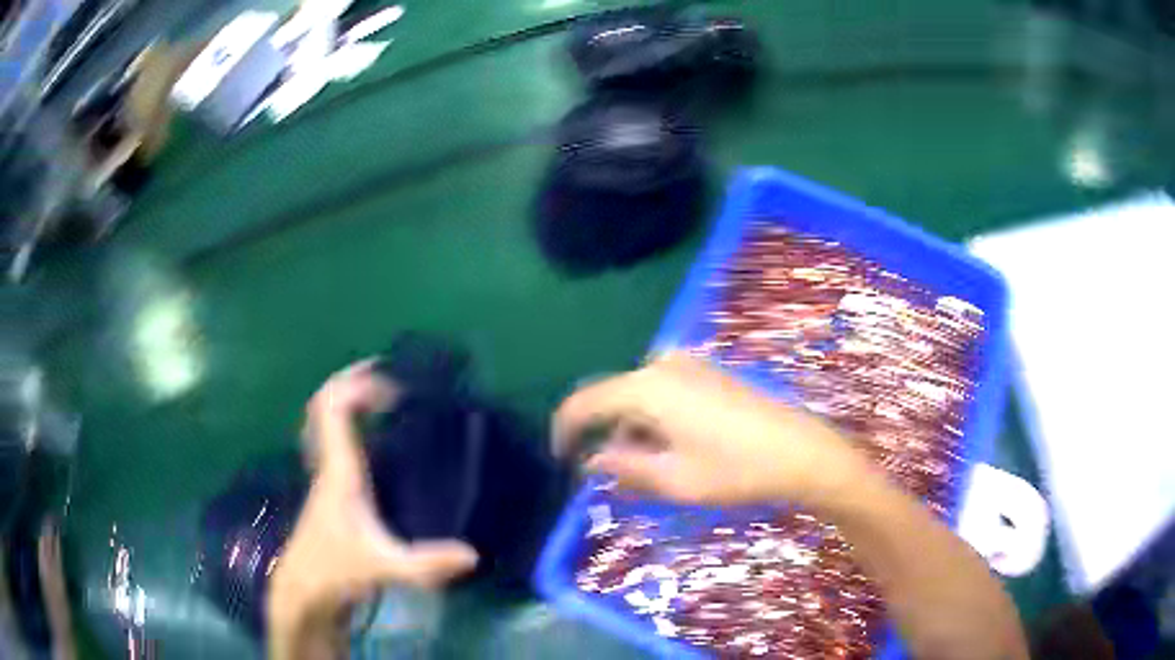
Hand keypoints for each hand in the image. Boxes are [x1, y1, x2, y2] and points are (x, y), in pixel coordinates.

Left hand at [268, 361, 477, 657]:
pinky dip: (351, 428)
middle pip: (327, 406)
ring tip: (387, 401)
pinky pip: (335, 443)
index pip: (334, 409)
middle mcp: (328, 465)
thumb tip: (473, 554)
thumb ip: (425, 564)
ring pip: (327, 423)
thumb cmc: (336, 572)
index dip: (357, 385)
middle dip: (355, 385)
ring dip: (351, 404)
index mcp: (339, 470)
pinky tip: (377, 442)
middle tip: (392, 382)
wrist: (304, 591)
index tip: (391, 383)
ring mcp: (326, 477)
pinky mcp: (330, 492)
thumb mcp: (382, 567)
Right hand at [553, 352, 870, 506]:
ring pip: (641, 397)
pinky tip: (679, 448)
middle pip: (614, 399)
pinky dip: (658, 419)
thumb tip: (593, 461)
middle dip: (609, 436)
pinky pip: (665, 392)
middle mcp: (662, 365)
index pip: (584, 403)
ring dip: (635, 430)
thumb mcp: (673, 480)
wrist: (801, 452)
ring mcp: (690, 364)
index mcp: (646, 388)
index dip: (565, 431)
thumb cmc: (735, 470)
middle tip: (618, 477)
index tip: (562, 460)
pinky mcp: (709, 371)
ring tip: (654, 469)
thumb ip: (624, 468)